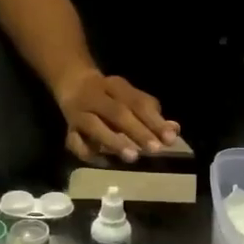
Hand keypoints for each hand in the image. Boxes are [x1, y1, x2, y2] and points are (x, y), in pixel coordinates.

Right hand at [55, 69, 179, 163]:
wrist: (72, 82)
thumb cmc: (111, 97)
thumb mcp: (131, 99)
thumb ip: (152, 115)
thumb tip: (174, 130)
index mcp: (116, 86)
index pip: (137, 102)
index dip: (154, 121)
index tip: (170, 139)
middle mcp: (96, 97)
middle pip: (117, 113)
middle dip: (138, 132)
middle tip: (155, 150)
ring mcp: (79, 112)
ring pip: (94, 126)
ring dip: (113, 141)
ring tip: (132, 157)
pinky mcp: (68, 128)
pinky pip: (74, 141)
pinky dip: (87, 152)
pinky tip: (104, 162)